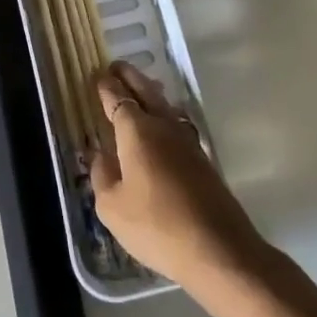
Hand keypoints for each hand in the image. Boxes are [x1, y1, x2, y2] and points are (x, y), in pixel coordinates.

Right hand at [90, 61, 266, 288]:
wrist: (218, 249)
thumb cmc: (156, 226)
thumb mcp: (113, 207)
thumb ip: (102, 176)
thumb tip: (99, 155)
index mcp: (136, 130)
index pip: (117, 98)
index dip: (106, 86)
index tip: (97, 75)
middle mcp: (163, 126)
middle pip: (145, 90)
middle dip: (130, 77)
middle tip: (117, 67)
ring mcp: (187, 140)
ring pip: (164, 105)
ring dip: (149, 91)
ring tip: (139, 87)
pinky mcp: (202, 158)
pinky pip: (176, 123)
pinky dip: (164, 114)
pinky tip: (163, 123)